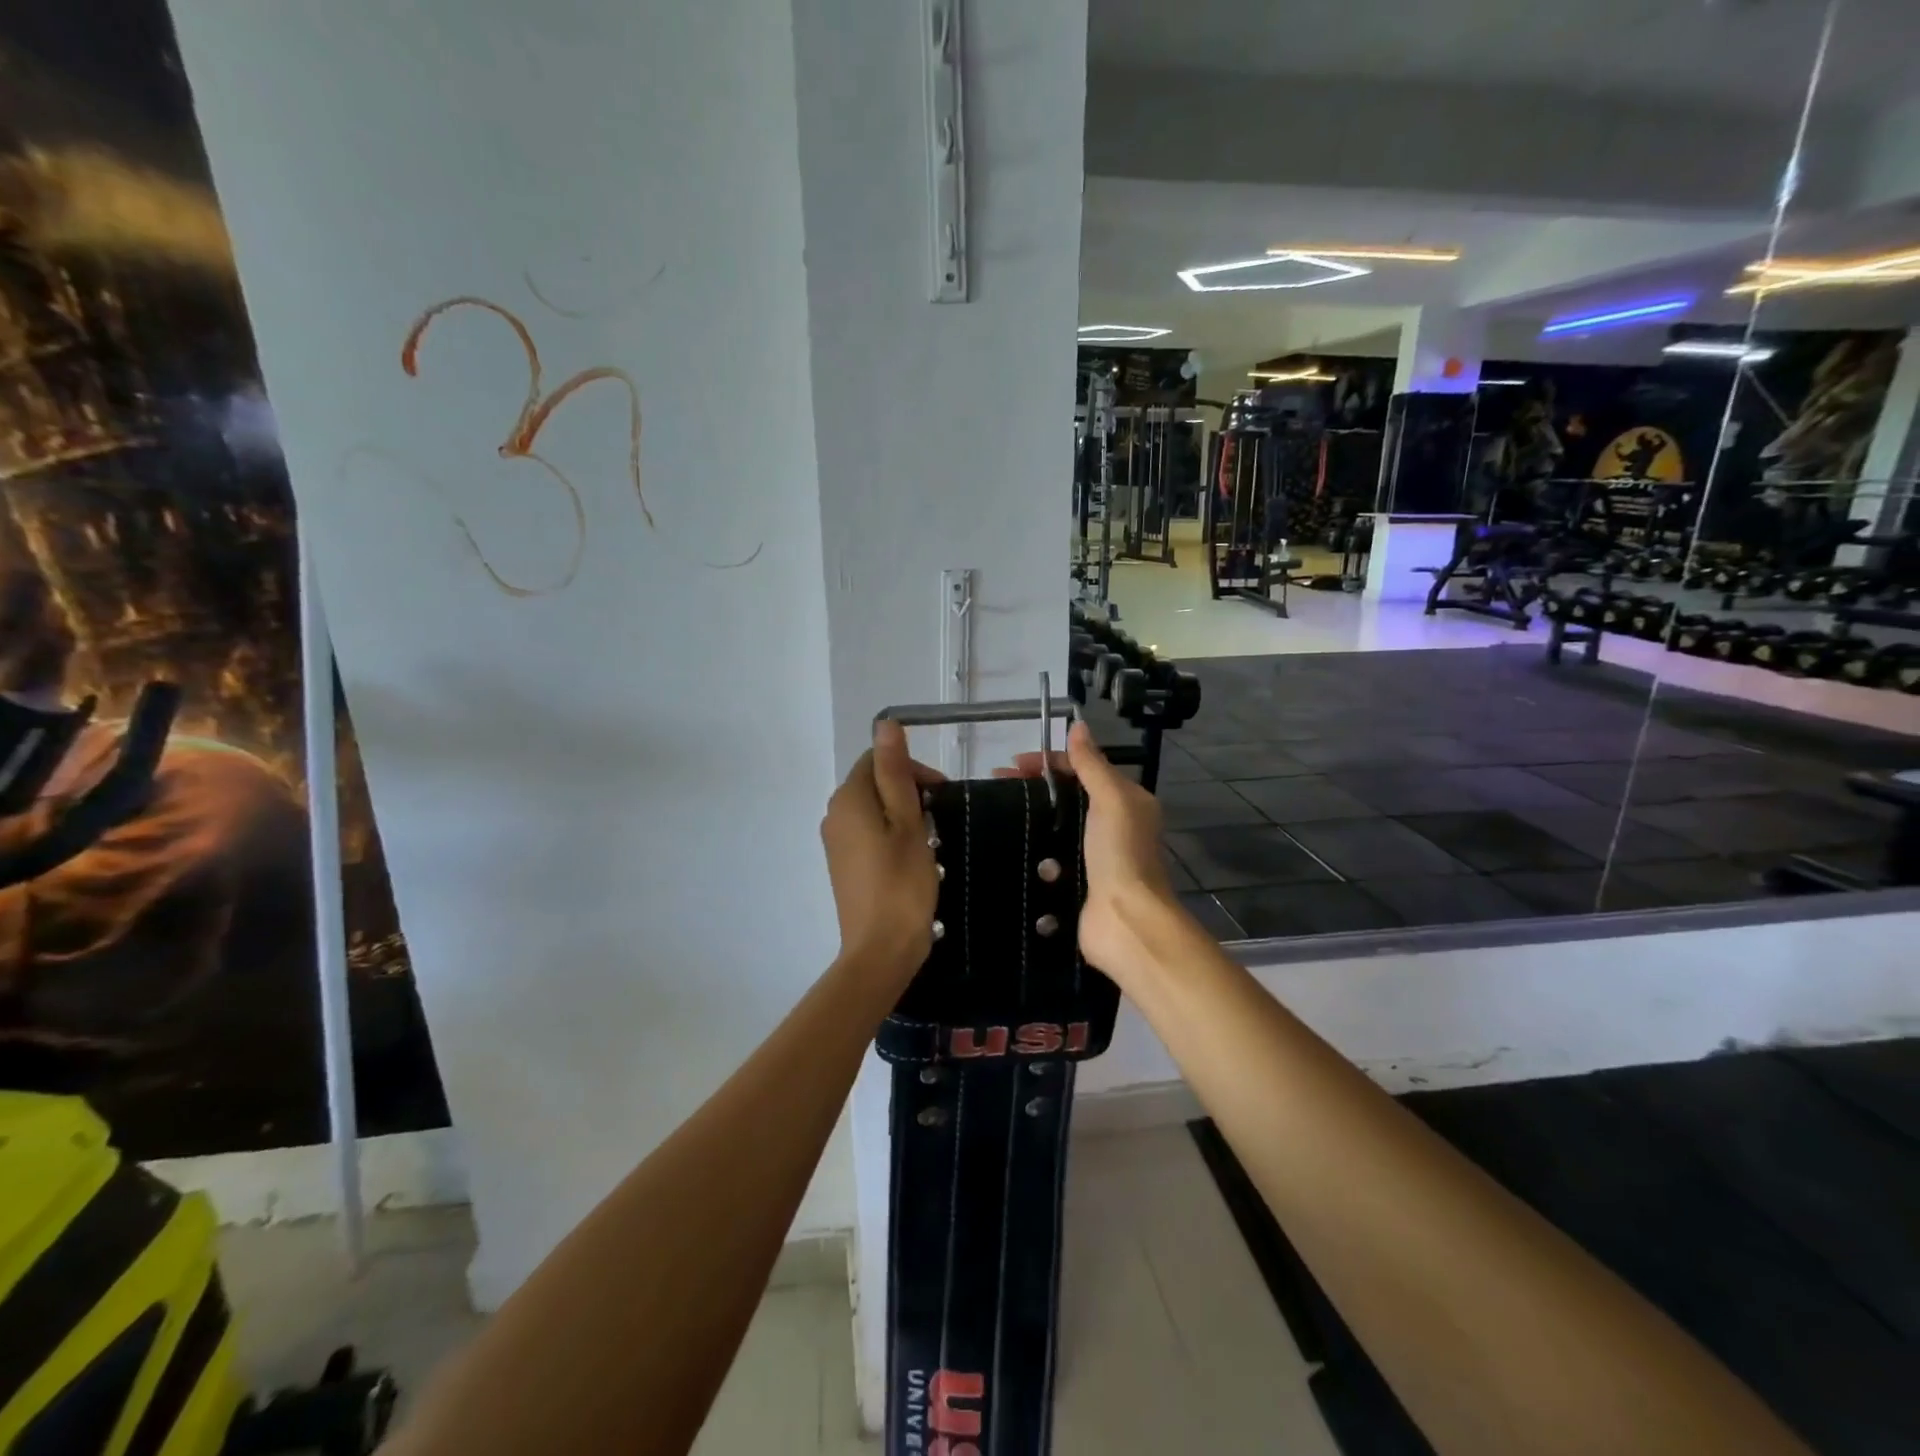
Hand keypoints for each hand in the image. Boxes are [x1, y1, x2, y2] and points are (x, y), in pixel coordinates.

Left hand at [821, 721, 945, 981]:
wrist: (881, 949)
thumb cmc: (901, 883)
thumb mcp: (907, 822)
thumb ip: (895, 772)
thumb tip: (885, 723)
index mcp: (848, 799)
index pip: (876, 761)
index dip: (912, 769)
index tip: (942, 795)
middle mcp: (834, 815)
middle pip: (873, 784)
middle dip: (908, 791)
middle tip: (940, 817)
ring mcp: (836, 843)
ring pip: (873, 810)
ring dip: (902, 814)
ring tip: (931, 839)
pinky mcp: (843, 866)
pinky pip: (868, 835)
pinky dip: (891, 835)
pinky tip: (913, 858)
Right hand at [996, 721, 1183, 981]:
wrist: (1124, 921)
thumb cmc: (1120, 854)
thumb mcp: (1112, 799)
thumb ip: (1092, 764)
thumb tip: (1078, 725)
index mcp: (1126, 801)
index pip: (1084, 769)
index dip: (1049, 761)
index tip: (1012, 764)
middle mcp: (1113, 825)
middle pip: (1067, 796)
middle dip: (1034, 787)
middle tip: (996, 785)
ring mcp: (1092, 855)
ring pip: (1055, 826)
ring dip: (1029, 818)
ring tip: (994, 813)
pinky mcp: (1075, 881)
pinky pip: (1048, 856)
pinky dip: (1031, 849)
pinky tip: (1005, 844)